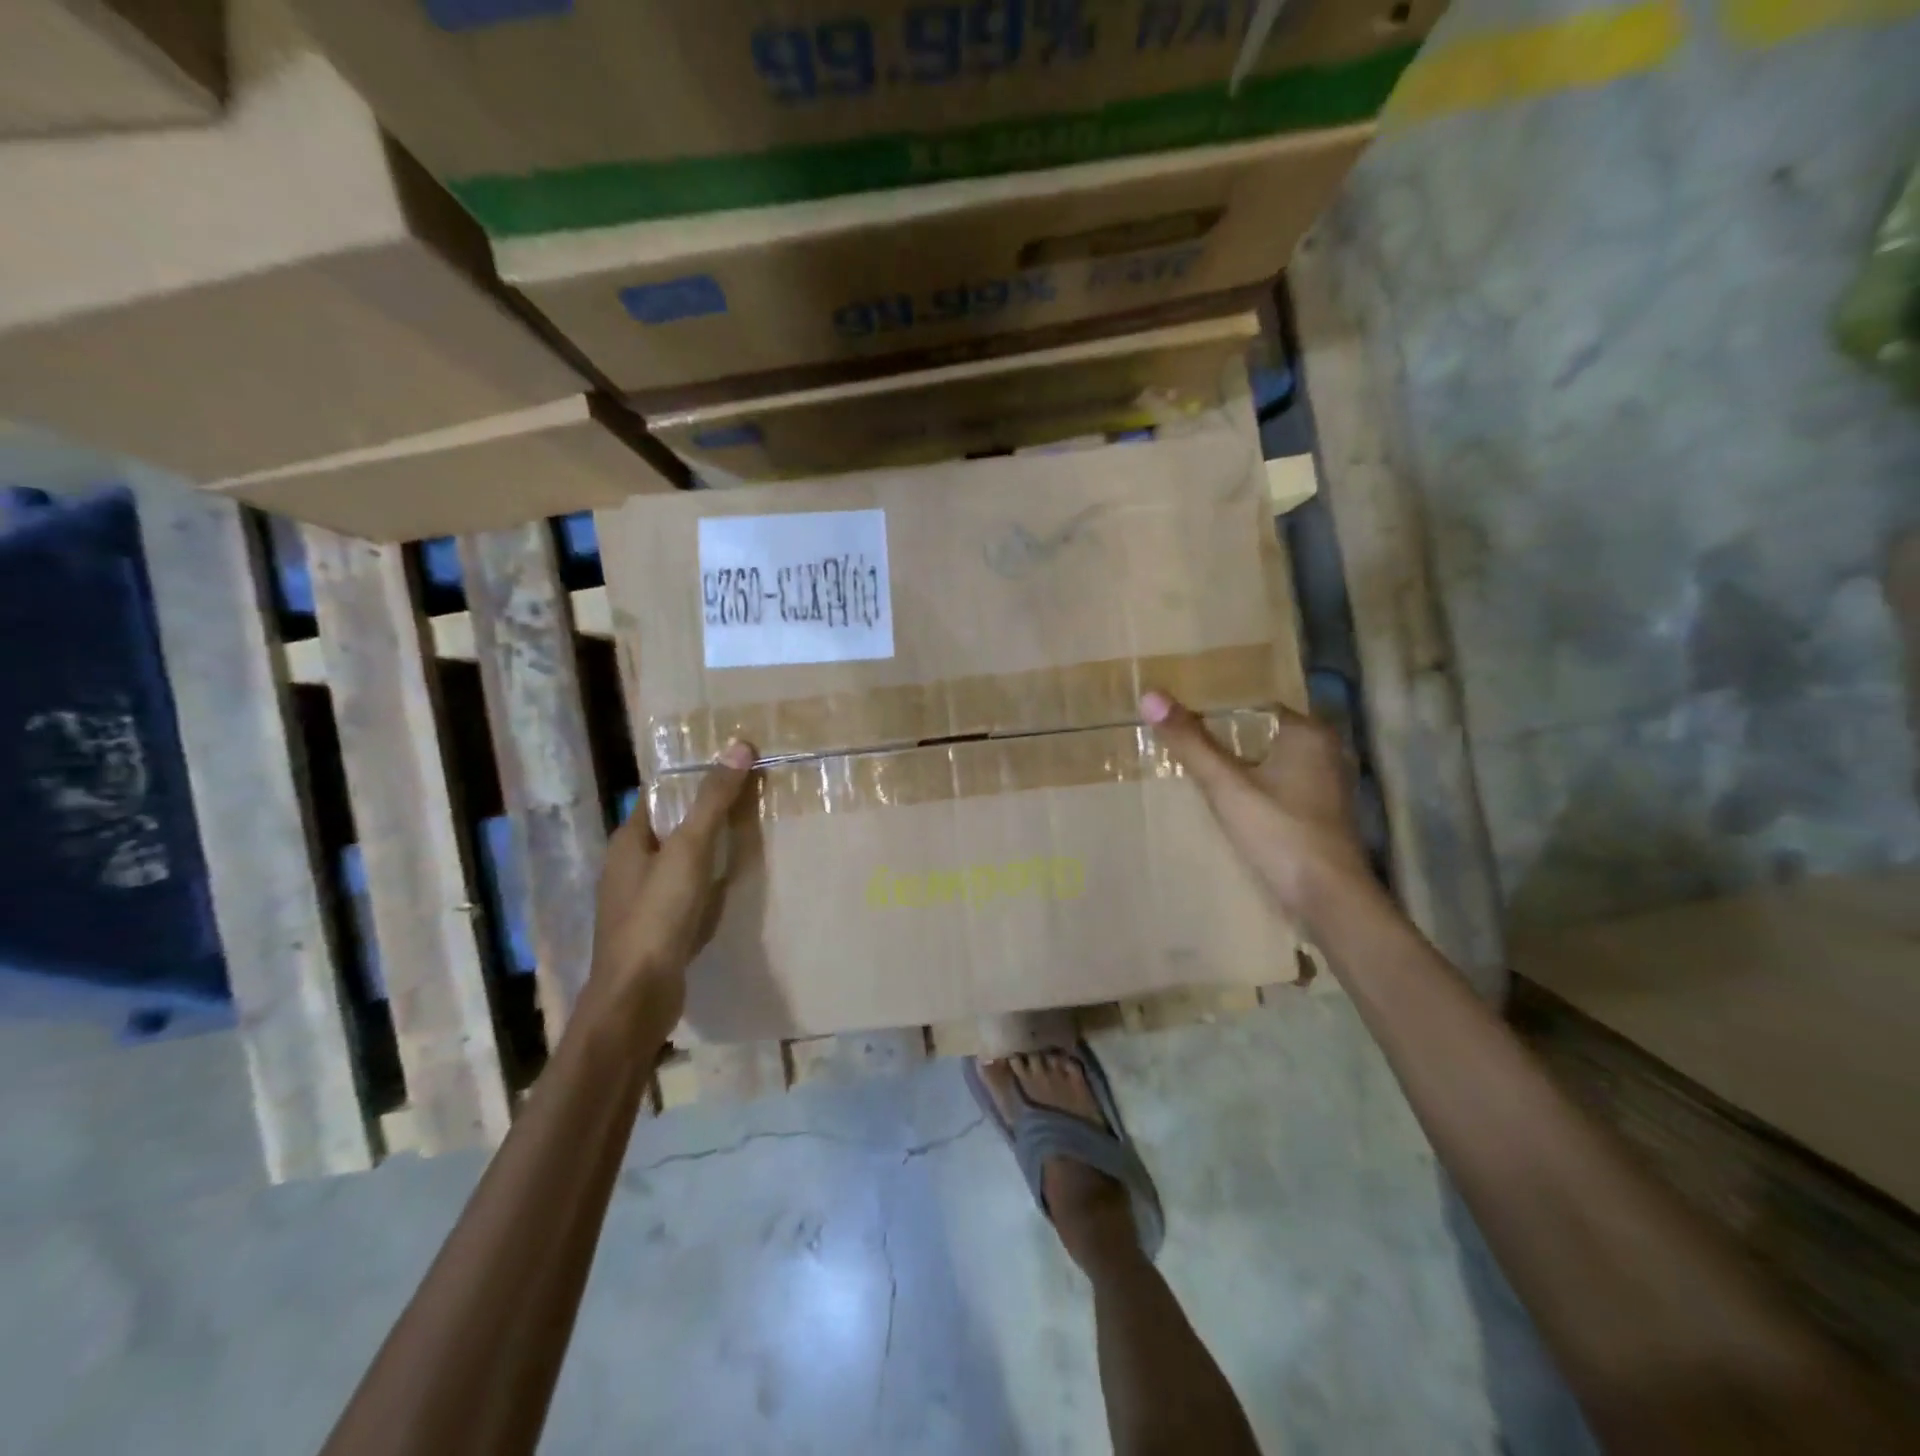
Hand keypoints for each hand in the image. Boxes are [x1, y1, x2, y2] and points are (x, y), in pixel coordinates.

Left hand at [579, 741, 754, 1040]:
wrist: (638, 995)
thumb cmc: (657, 914)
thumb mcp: (689, 849)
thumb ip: (712, 800)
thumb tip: (739, 745)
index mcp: (628, 840)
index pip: (660, 795)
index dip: (692, 778)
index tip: (731, 764)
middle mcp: (629, 866)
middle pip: (671, 827)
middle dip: (705, 811)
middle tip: (751, 795)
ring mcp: (640, 900)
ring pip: (679, 861)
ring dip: (708, 847)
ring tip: (749, 833)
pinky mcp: (656, 929)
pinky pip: (685, 892)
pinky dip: (707, 881)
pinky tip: (732, 884)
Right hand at [1142, 691, 1373, 925]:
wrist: (1328, 900)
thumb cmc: (1280, 834)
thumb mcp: (1226, 786)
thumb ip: (1191, 743)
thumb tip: (1151, 696)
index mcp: (1308, 733)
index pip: (1253, 706)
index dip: (1215, 708)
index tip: (1178, 714)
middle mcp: (1324, 751)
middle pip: (1260, 734)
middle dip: (1222, 738)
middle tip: (1177, 739)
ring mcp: (1325, 785)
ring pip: (1269, 762)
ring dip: (1237, 765)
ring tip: (1192, 767)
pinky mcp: (1320, 814)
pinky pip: (1277, 786)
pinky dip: (1252, 788)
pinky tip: (1225, 800)